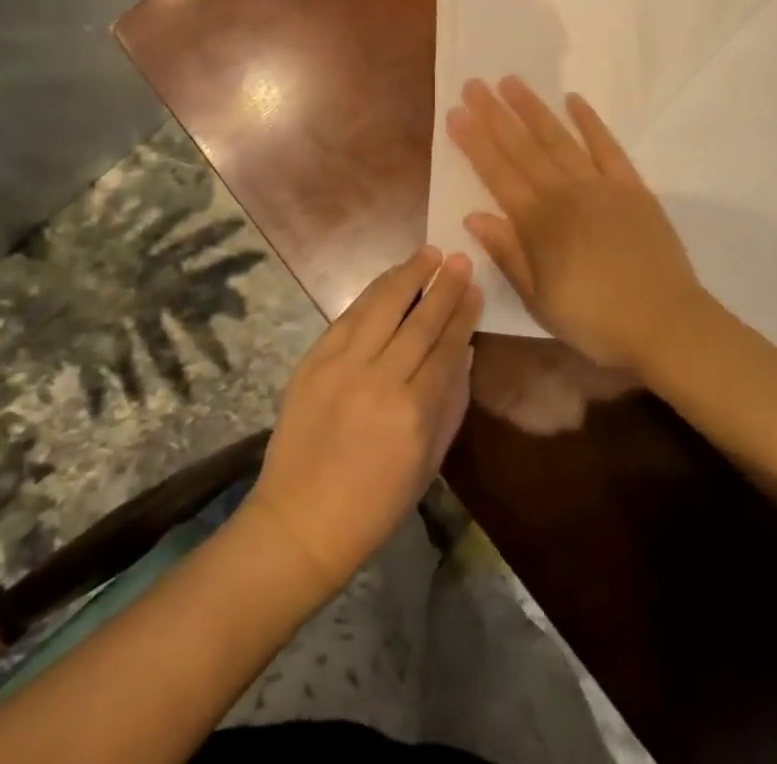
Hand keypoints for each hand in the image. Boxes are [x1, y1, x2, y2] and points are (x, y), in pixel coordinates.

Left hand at [248, 246, 480, 593]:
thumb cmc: (376, 503)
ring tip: (428, 253)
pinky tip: (389, 278)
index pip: (446, 347)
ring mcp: (341, 367)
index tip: (475, 286)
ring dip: (407, 276)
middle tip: (460, 258)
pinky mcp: (313, 362)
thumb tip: (464, 351)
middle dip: (443, 286)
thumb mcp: (429, 462)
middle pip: (419, 321)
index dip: (463, 313)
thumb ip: (451, 403)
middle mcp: (379, 381)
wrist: (300, 521)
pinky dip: (372, 293)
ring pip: (382, 307)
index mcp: (414, 413)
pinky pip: (348, 317)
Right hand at [446, 76, 708, 372]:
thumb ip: (507, 254)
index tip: (456, 113)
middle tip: (474, 85)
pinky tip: (573, 99)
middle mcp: (565, 194)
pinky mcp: (632, 186)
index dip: (475, 142)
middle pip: (523, 147)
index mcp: (538, 223)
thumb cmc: (595, 320)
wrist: (665, 323)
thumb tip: (474, 216)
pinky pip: (607, 146)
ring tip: (511, 82)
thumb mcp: (539, 300)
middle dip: (495, 114)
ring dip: (533, 109)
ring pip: (559, 139)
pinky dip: (590, 121)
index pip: (497, 173)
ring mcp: (600, 186)